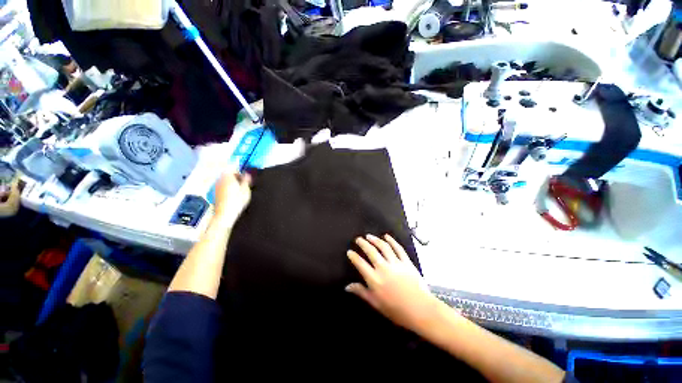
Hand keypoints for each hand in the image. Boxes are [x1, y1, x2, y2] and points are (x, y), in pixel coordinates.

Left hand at [214, 172, 251, 225]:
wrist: (225, 214)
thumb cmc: (237, 201)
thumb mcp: (246, 189)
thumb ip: (246, 180)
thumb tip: (247, 174)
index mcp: (227, 177)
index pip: (232, 169)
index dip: (239, 171)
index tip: (245, 177)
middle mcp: (220, 180)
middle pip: (227, 174)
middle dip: (235, 177)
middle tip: (243, 184)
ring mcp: (216, 187)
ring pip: (225, 181)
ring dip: (231, 183)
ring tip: (239, 190)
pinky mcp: (215, 194)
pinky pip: (222, 187)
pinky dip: (228, 189)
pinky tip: (233, 196)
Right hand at [346, 234, 441, 331]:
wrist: (421, 310)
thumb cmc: (396, 310)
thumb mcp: (376, 304)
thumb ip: (361, 292)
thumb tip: (347, 287)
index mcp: (374, 279)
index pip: (360, 264)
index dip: (353, 256)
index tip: (349, 252)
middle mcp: (383, 268)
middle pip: (371, 251)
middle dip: (363, 243)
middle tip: (358, 239)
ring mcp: (395, 263)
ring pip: (383, 247)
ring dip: (375, 240)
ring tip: (369, 236)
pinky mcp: (406, 262)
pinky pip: (398, 248)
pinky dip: (392, 241)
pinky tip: (387, 236)